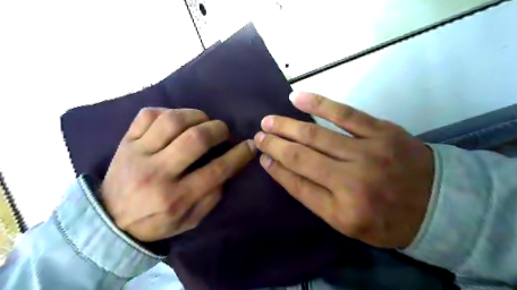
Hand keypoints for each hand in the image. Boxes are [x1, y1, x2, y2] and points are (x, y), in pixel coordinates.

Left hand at [101, 107, 255, 240]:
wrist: (110, 220)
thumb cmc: (156, 221)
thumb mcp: (190, 219)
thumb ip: (213, 195)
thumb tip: (229, 166)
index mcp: (176, 197)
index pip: (216, 170)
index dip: (239, 155)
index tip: (250, 145)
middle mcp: (157, 173)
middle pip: (196, 139)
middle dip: (218, 129)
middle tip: (224, 131)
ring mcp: (138, 153)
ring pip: (173, 121)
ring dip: (196, 115)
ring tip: (204, 121)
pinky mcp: (125, 141)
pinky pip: (148, 115)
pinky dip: (169, 112)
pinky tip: (177, 119)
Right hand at [257, 91, 432, 247]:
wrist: (440, 203)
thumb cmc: (387, 218)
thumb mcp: (348, 222)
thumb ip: (314, 196)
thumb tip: (282, 168)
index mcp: (343, 211)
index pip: (297, 185)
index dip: (276, 169)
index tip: (261, 156)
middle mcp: (352, 182)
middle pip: (302, 158)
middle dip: (275, 144)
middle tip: (258, 135)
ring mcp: (368, 153)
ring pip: (316, 135)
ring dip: (288, 126)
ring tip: (268, 120)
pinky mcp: (381, 131)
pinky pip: (345, 113)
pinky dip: (318, 103)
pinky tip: (296, 98)